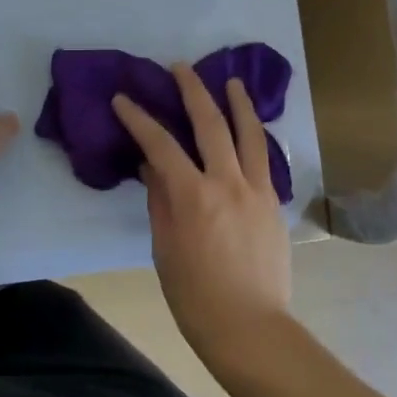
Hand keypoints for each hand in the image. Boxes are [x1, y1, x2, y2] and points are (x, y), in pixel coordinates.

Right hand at [112, 64, 291, 357]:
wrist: (250, 327)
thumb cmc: (194, 294)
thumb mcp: (164, 246)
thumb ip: (160, 199)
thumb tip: (153, 166)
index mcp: (193, 195)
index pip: (159, 143)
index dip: (138, 117)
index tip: (123, 99)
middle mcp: (227, 182)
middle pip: (210, 123)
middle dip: (192, 91)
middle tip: (180, 68)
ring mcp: (257, 191)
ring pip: (249, 134)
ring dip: (238, 104)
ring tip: (231, 82)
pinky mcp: (274, 204)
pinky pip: (265, 160)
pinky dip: (255, 137)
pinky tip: (251, 130)